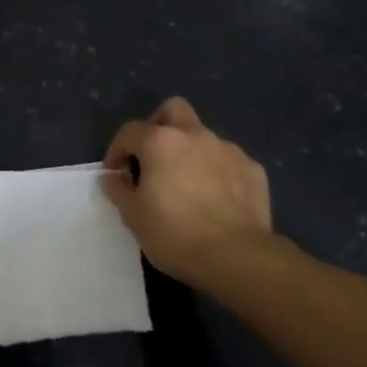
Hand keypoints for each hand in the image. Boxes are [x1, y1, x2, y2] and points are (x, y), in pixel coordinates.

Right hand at [102, 97, 274, 285]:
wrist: (235, 256)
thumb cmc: (174, 234)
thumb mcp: (133, 216)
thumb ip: (119, 189)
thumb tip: (113, 177)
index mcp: (161, 142)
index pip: (130, 131)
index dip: (117, 149)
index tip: (115, 172)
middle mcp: (196, 136)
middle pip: (173, 110)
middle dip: (158, 125)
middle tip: (151, 156)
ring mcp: (228, 150)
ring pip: (203, 137)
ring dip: (189, 152)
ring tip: (186, 184)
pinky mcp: (253, 170)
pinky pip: (228, 161)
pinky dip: (216, 171)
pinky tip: (215, 198)